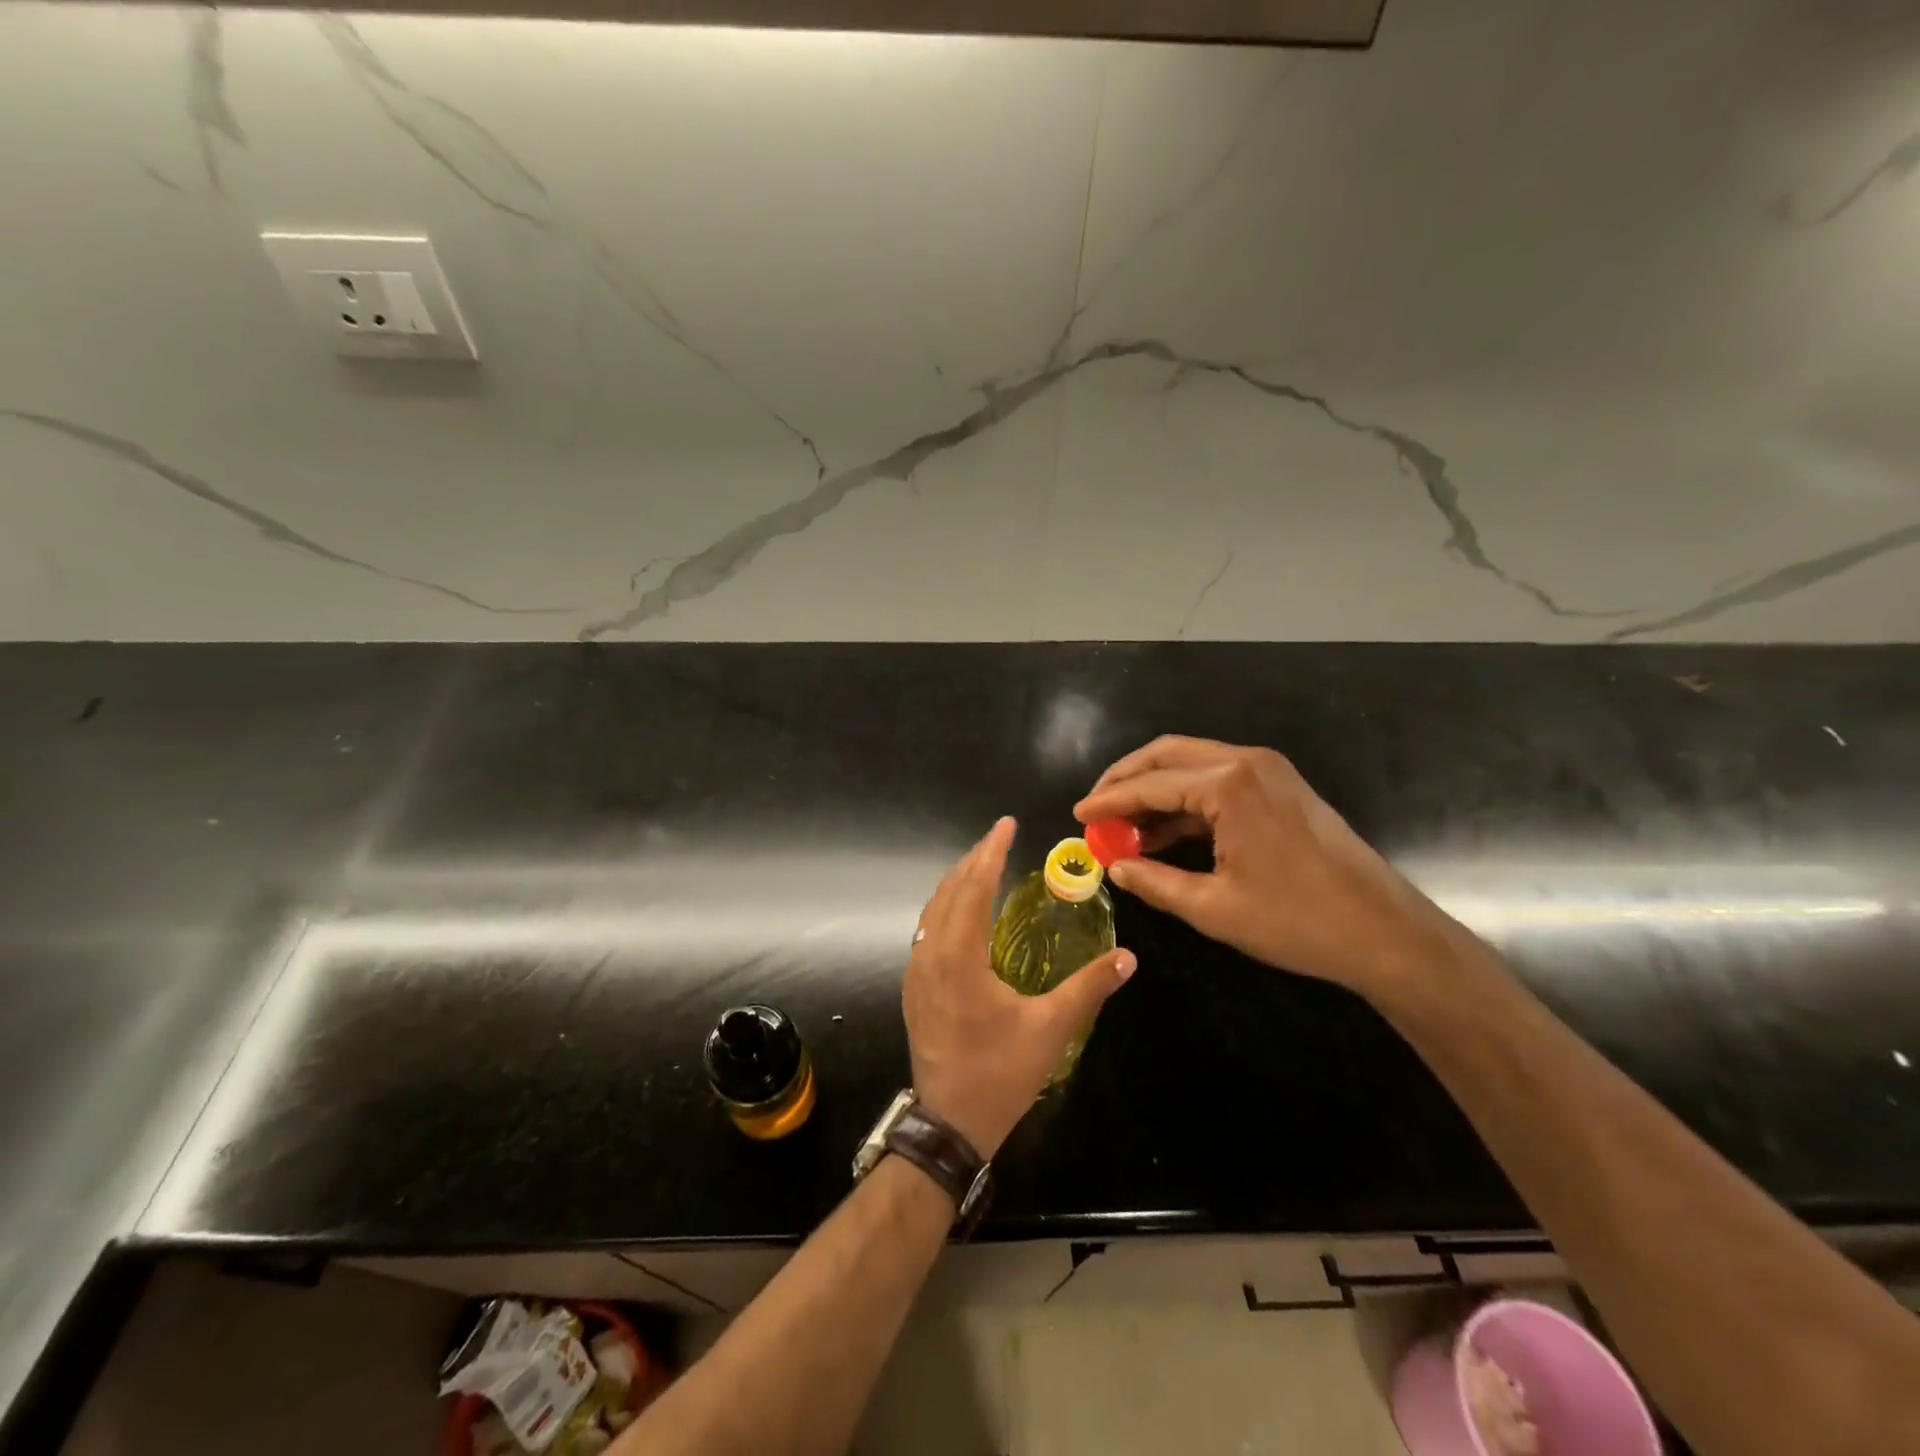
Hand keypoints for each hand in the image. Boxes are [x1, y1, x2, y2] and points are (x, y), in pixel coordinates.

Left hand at [903, 817, 1135, 1158]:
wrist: (949, 1123)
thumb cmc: (1000, 1073)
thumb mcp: (1051, 1029)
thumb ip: (1089, 988)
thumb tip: (1128, 957)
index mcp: (959, 956)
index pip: (974, 887)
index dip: (991, 852)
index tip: (1006, 825)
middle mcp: (930, 955)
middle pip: (948, 891)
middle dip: (973, 860)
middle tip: (999, 838)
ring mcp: (916, 972)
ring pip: (932, 911)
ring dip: (957, 883)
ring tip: (983, 865)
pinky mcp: (914, 989)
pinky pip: (926, 931)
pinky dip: (946, 908)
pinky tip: (964, 914)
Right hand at [1074, 736, 1467, 998]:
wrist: (1385, 932)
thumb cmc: (1297, 921)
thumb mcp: (1214, 908)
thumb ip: (1155, 882)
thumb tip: (1114, 868)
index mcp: (1229, 784)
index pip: (1150, 783)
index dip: (1108, 801)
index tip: (1077, 816)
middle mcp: (1246, 762)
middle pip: (1167, 755)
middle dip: (1125, 780)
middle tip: (1095, 810)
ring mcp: (1267, 771)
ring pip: (1191, 764)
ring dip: (1154, 790)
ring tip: (1121, 827)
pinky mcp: (1279, 787)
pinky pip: (1216, 781)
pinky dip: (1184, 801)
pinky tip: (1162, 831)